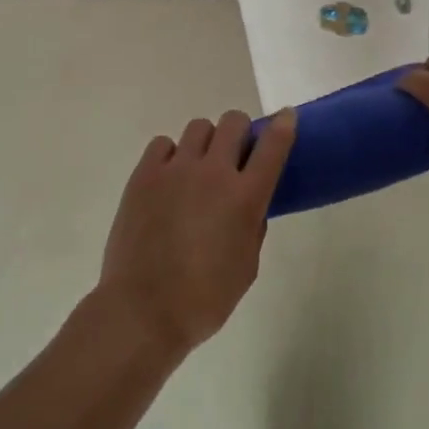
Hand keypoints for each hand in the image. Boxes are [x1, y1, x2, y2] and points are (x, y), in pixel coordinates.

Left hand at [97, 109, 296, 358]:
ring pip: (199, 127)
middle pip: (234, 122)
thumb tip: (249, 204)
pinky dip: (171, 154)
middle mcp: (214, 173)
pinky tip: (169, 178)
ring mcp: (176, 169)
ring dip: (207, 142)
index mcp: (246, 197)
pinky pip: (163, 144)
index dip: (284, 124)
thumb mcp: (247, 266)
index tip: (286, 117)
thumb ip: (253, 226)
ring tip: (197, 169)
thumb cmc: (204, 299)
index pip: (273, 144)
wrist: (142, 312)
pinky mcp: (144, 175)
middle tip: (235, 155)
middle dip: (240, 132)